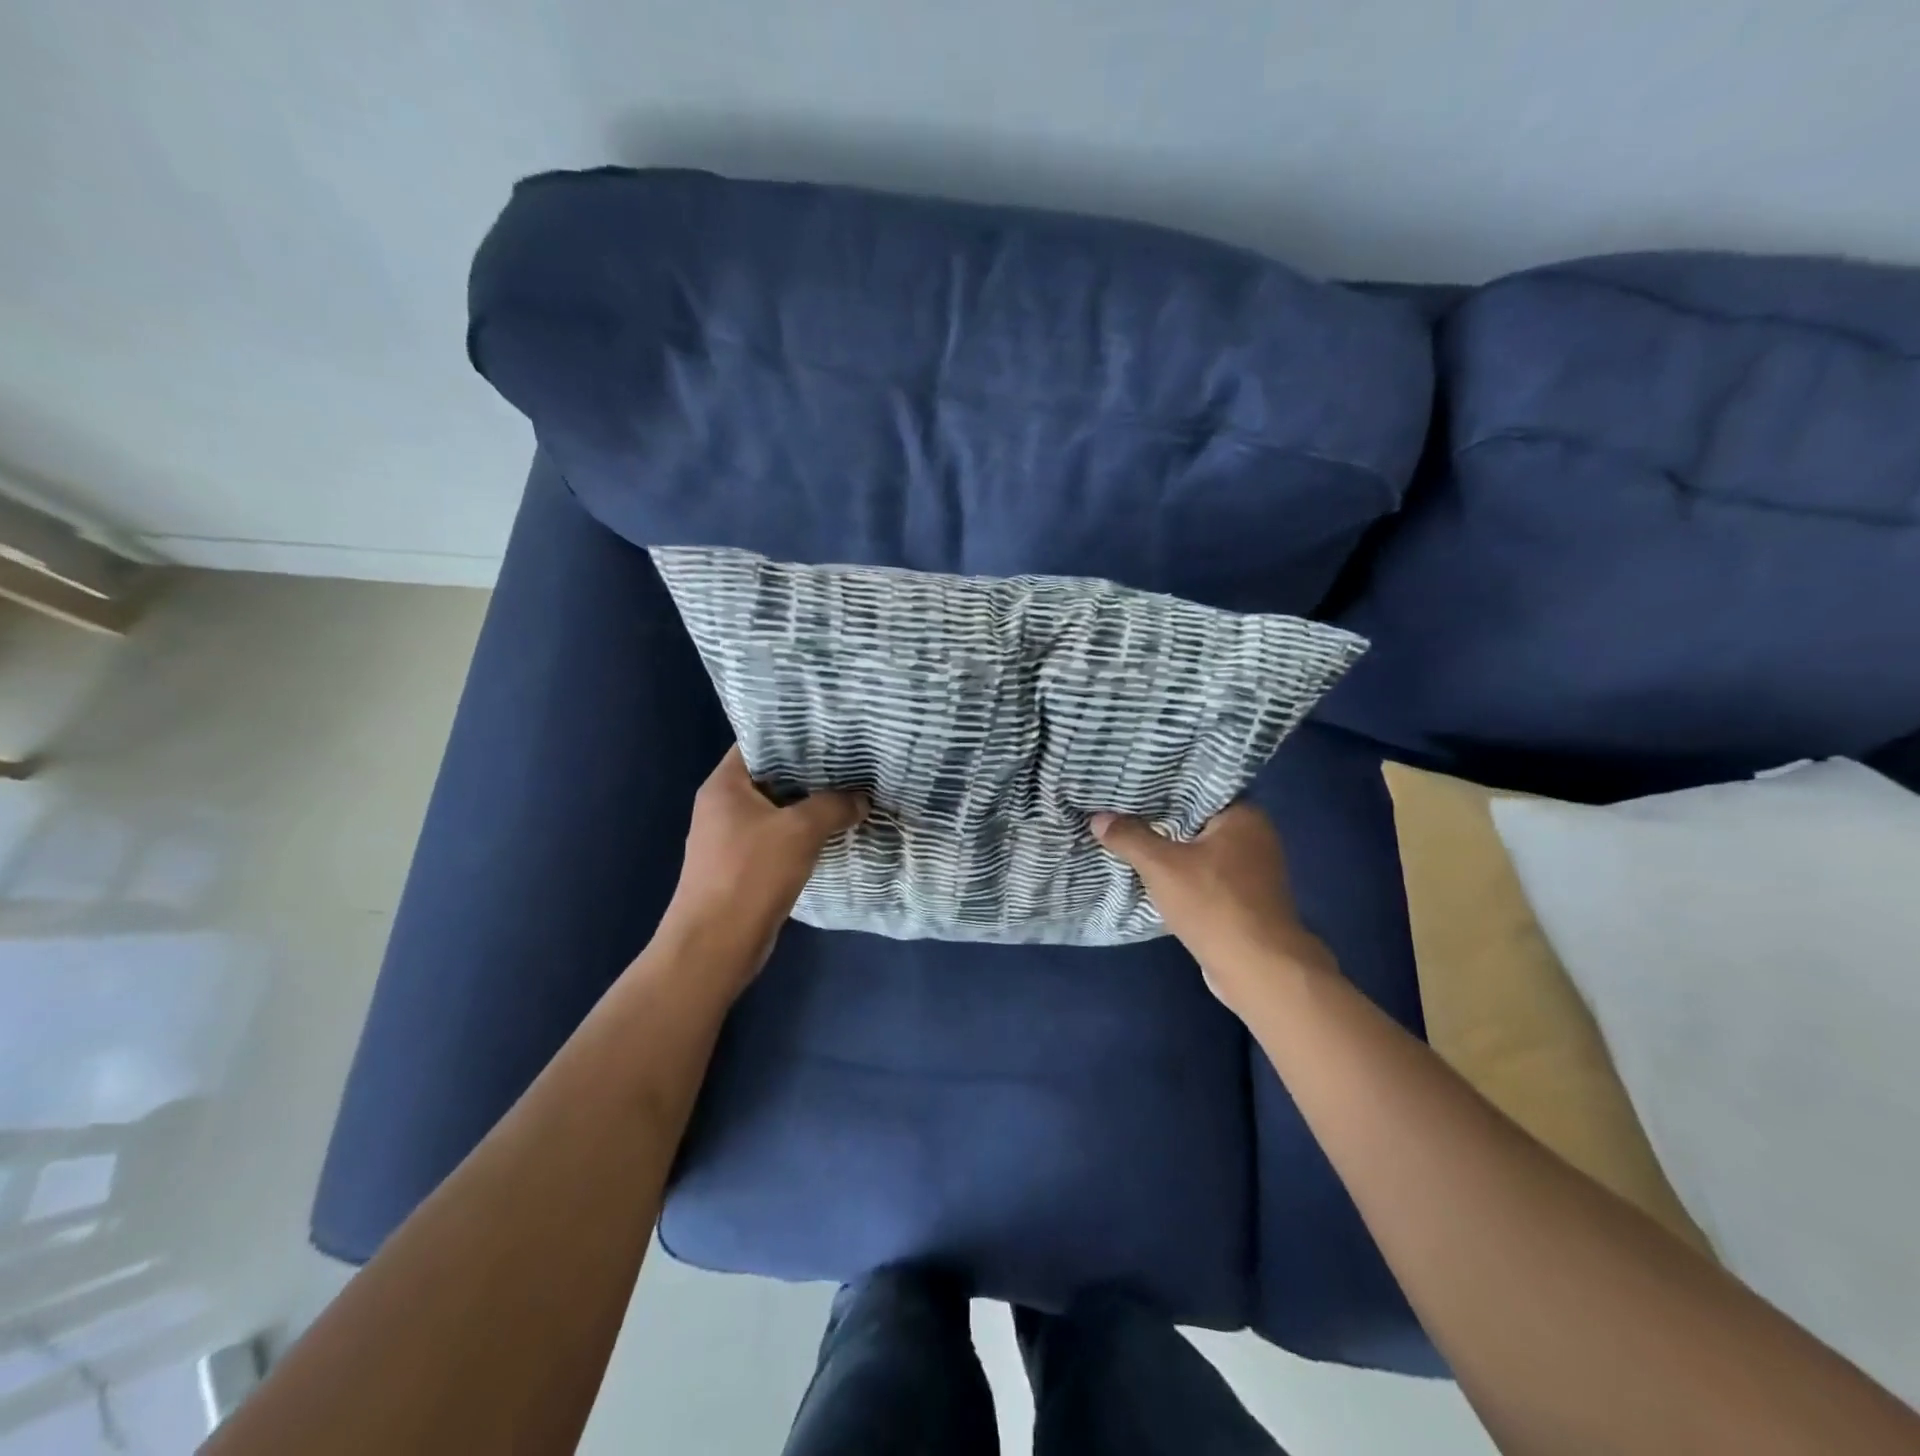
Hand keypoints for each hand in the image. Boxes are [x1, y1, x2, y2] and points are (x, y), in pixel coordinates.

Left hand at [661, 746, 867, 986]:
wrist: (715, 946)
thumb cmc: (750, 874)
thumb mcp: (800, 831)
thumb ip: (834, 806)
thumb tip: (861, 799)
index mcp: (725, 784)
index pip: (760, 742)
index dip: (795, 734)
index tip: (833, 731)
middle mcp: (723, 805)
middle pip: (773, 776)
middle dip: (812, 772)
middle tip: (852, 762)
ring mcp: (732, 837)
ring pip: (778, 809)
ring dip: (811, 805)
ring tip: (852, 793)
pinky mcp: (743, 865)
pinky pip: (779, 837)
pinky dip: (804, 833)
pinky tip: (835, 831)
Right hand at [1090, 802, 1334, 1011]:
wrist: (1257, 969)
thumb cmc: (1214, 904)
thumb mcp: (1162, 866)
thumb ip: (1130, 837)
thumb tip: (1099, 818)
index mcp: (1244, 816)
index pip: (1197, 788)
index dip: (1162, 787)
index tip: (1130, 784)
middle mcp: (1255, 837)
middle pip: (1197, 820)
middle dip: (1161, 820)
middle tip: (1120, 810)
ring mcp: (1252, 871)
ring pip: (1200, 850)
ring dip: (1170, 850)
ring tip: (1128, 838)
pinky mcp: (1244, 900)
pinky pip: (1205, 876)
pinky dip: (1181, 875)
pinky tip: (1152, 874)